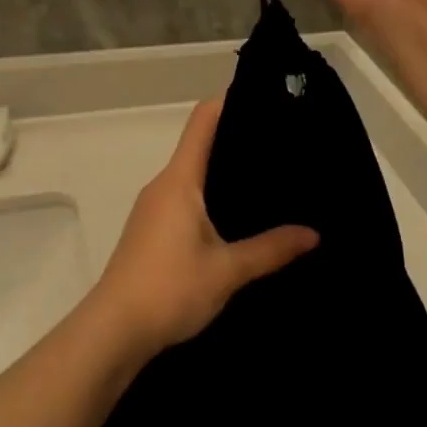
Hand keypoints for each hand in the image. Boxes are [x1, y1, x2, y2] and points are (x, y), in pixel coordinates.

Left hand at [88, 100, 318, 359]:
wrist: (113, 331)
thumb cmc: (169, 288)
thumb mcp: (228, 270)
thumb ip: (271, 249)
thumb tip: (314, 233)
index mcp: (180, 180)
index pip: (203, 121)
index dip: (230, 100)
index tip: (264, 96)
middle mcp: (163, 185)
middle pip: (200, 145)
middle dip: (237, 139)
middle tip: (281, 143)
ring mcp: (153, 208)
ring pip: (193, 175)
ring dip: (224, 171)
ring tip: (268, 178)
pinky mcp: (151, 231)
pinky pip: (185, 198)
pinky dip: (212, 196)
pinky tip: (237, 216)